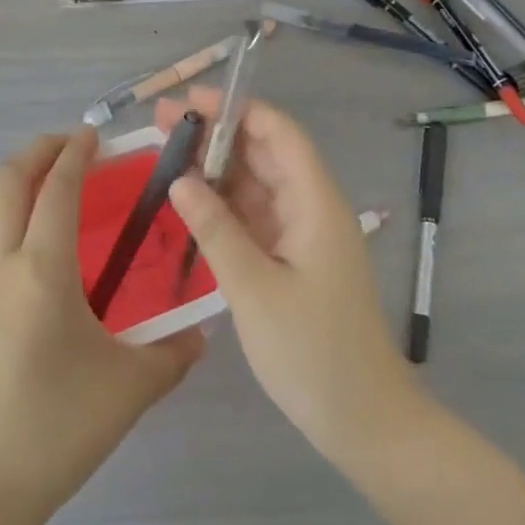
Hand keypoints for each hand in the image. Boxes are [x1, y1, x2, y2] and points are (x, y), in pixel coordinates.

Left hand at [0, 128, 204, 524]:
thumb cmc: (54, 430)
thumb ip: (173, 354)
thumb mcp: (130, 390)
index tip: (92, 136)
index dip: (74, 154)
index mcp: (41, 270)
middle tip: (65, 145)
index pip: (56, 189)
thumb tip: (202, 333)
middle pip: (4, 184)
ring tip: (21, 181)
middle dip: (35, 153)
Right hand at [159, 91, 421, 463]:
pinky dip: (223, 205)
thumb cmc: (314, 352)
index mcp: (315, 202)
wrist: (364, 421)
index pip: (278, 132)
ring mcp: (302, 233)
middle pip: (263, 152)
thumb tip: (180, 178)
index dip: (235, 109)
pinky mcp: (292, 258)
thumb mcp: (255, 289)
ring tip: (164, 155)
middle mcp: (311, 207)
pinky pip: (254, 216)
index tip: (188, 102)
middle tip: (160, 126)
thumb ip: (216, 229)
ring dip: (215, 168)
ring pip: (256, 184)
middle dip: (215, 134)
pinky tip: (189, 202)